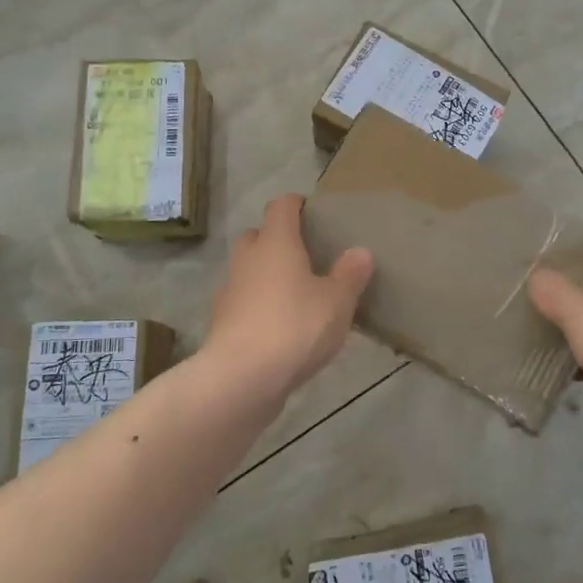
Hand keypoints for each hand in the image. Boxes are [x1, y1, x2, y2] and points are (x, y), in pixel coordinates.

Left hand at [204, 195, 374, 402]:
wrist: (240, 378)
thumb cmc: (294, 327)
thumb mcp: (336, 302)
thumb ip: (349, 275)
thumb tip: (360, 251)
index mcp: (275, 242)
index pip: (281, 206)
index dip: (296, 204)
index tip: (312, 212)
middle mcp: (247, 258)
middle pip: (258, 235)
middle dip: (277, 240)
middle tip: (305, 255)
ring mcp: (230, 290)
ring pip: (248, 270)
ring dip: (266, 275)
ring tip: (295, 294)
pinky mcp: (222, 322)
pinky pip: (243, 302)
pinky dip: (258, 306)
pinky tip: (279, 326)